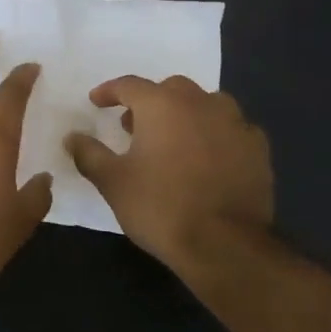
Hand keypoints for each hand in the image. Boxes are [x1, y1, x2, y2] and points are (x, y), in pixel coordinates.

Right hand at [63, 75, 272, 279]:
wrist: (225, 246)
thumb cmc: (160, 207)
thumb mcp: (112, 182)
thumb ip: (89, 154)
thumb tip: (72, 137)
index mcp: (162, 104)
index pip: (129, 85)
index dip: (109, 92)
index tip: (96, 102)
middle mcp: (200, 103)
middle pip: (170, 89)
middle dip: (150, 101)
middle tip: (135, 125)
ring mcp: (235, 123)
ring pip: (206, 104)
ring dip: (187, 113)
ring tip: (175, 138)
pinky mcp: (258, 148)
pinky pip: (232, 129)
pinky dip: (217, 135)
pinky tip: (210, 157)